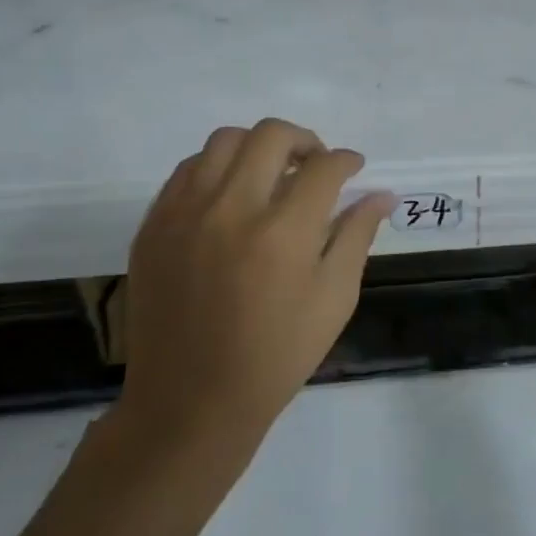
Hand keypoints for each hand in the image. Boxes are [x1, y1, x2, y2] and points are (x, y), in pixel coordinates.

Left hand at [113, 119, 393, 474]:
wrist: (192, 400)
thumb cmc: (277, 354)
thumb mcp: (334, 299)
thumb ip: (357, 236)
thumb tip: (381, 194)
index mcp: (283, 232)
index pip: (324, 167)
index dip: (347, 161)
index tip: (354, 169)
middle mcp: (231, 209)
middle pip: (271, 135)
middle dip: (306, 141)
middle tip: (317, 166)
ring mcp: (184, 213)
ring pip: (224, 140)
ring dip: (258, 147)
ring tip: (272, 175)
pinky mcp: (154, 225)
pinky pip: (187, 170)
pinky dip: (218, 167)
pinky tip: (232, 195)